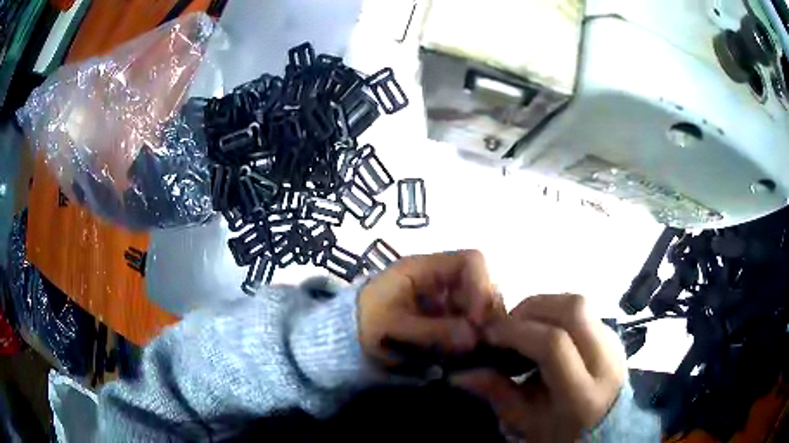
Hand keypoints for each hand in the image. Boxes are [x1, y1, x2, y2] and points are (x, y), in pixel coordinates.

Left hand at [358, 250, 503, 367]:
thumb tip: (474, 338)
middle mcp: (440, 279)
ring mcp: (444, 298)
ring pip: (480, 305)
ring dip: (481, 327)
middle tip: (480, 342)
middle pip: (482, 283)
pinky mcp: (445, 316)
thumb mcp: (392, 327)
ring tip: (472, 350)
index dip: (482, 286)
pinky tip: (465, 352)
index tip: (478, 321)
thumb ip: (432, 332)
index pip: (471, 261)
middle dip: (485, 313)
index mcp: (424, 268)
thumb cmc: (364, 325)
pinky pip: (470, 321)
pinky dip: (472, 336)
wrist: (346, 338)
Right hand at [453, 294, 625, 441]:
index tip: (489, 334)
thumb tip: (461, 373)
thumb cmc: (562, 434)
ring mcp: (614, 344)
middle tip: (506, 326)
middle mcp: (606, 362)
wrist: (605, 430)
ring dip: (544, 306)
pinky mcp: (614, 335)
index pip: (554, 344)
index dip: (517, 331)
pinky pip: (584, 311)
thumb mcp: (525, 423)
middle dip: (531, 308)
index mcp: (584, 395)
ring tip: (523, 327)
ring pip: (579, 303)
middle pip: (572, 310)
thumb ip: (497, 394)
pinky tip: (544, 331)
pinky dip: (557, 312)